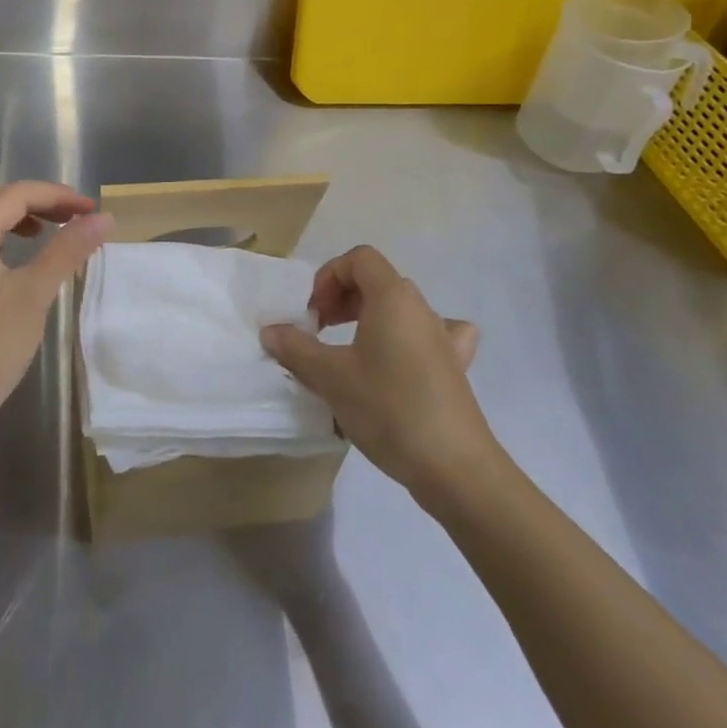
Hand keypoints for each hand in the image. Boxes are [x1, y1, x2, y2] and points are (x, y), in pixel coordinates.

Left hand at [0, 181, 111, 446]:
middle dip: (38, 200)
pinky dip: (3, 236)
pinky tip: (22, 258)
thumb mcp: (34, 294)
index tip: (94, 211)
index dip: (59, 196)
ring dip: (19, 216)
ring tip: (52, 232)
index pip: (18, 194)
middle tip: (74, 217)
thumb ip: (68, 250)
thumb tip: (104, 218)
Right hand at [260, 245, 495, 509]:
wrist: (455, 468)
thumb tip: (271, 331)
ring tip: (349, 350)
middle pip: (378, 281)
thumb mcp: (330, 377)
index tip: (313, 313)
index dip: (329, 276)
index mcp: (393, 298)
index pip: (359, 259)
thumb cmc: (389, 409)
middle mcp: (421, 309)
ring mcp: (444, 339)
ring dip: (369, 318)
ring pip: (400, 309)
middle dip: (342, 298)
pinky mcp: (455, 369)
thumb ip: (296, 348)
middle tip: (320, 330)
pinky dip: (410, 339)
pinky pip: (432, 336)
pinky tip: (402, 360)